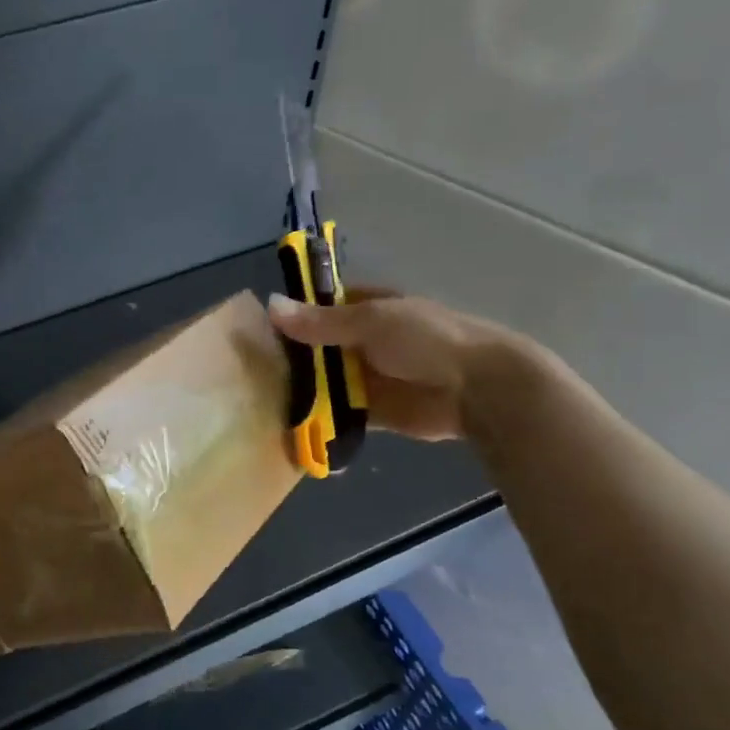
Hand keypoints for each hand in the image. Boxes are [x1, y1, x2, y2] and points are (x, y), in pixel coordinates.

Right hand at [267, 288, 519, 440]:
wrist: (478, 388)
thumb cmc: (426, 340)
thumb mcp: (371, 322)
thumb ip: (320, 321)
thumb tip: (270, 305)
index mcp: (370, 309)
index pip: (324, 307)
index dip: (296, 314)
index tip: (260, 327)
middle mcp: (366, 342)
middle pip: (320, 347)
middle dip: (293, 356)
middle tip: (252, 368)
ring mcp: (369, 377)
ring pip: (326, 381)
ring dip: (303, 389)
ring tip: (261, 397)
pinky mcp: (374, 411)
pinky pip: (339, 413)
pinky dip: (319, 418)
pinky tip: (289, 423)